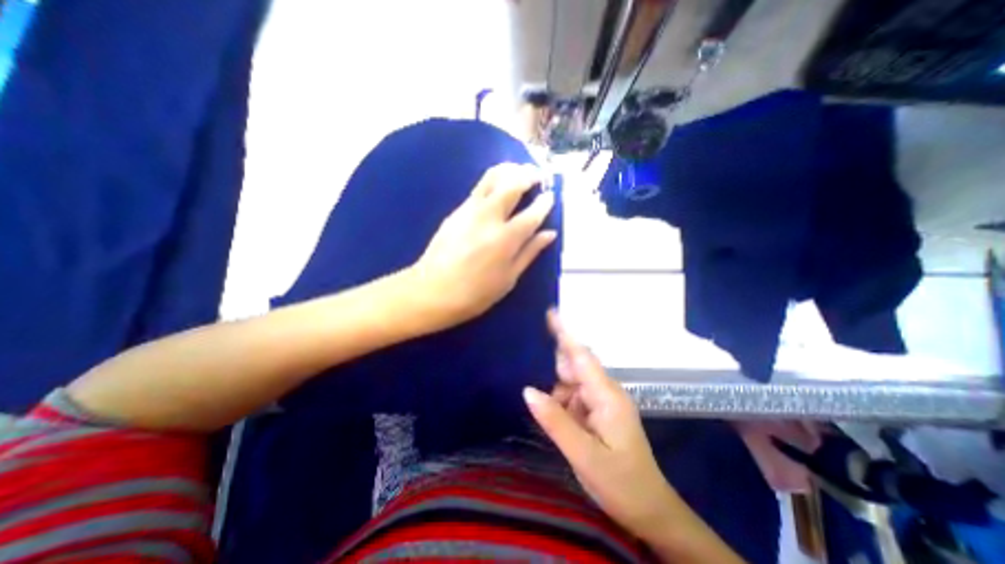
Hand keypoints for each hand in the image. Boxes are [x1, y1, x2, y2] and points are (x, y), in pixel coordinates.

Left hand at [408, 163, 556, 327]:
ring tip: (519, 171)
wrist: (432, 291)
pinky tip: (497, 188)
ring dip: (509, 170)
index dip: (544, 203)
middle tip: (537, 175)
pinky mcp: (455, 211)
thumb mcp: (509, 279)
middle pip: (512, 184)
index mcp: (506, 239)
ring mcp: (469, 211)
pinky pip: (478, 188)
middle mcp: (489, 217)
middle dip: (528, 175)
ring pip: (491, 178)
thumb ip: (530, 252)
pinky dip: (492, 182)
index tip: (551, 195)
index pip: (532, 213)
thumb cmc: (475, 293)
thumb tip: (549, 234)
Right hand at [522, 312, 679, 541]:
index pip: (582, 356)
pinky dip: (564, 405)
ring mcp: (603, 401)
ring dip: (559, 396)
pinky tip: (563, 425)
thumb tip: (528, 390)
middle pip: (575, 366)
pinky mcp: (599, 411)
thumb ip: (555, 420)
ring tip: (564, 428)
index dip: (565, 334)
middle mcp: (606, 391)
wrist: (650, 511)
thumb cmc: (621, 484)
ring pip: (572, 383)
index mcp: (607, 396)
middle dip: (557, 374)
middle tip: (553, 405)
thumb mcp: (584, 455)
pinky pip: (575, 397)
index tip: (550, 312)